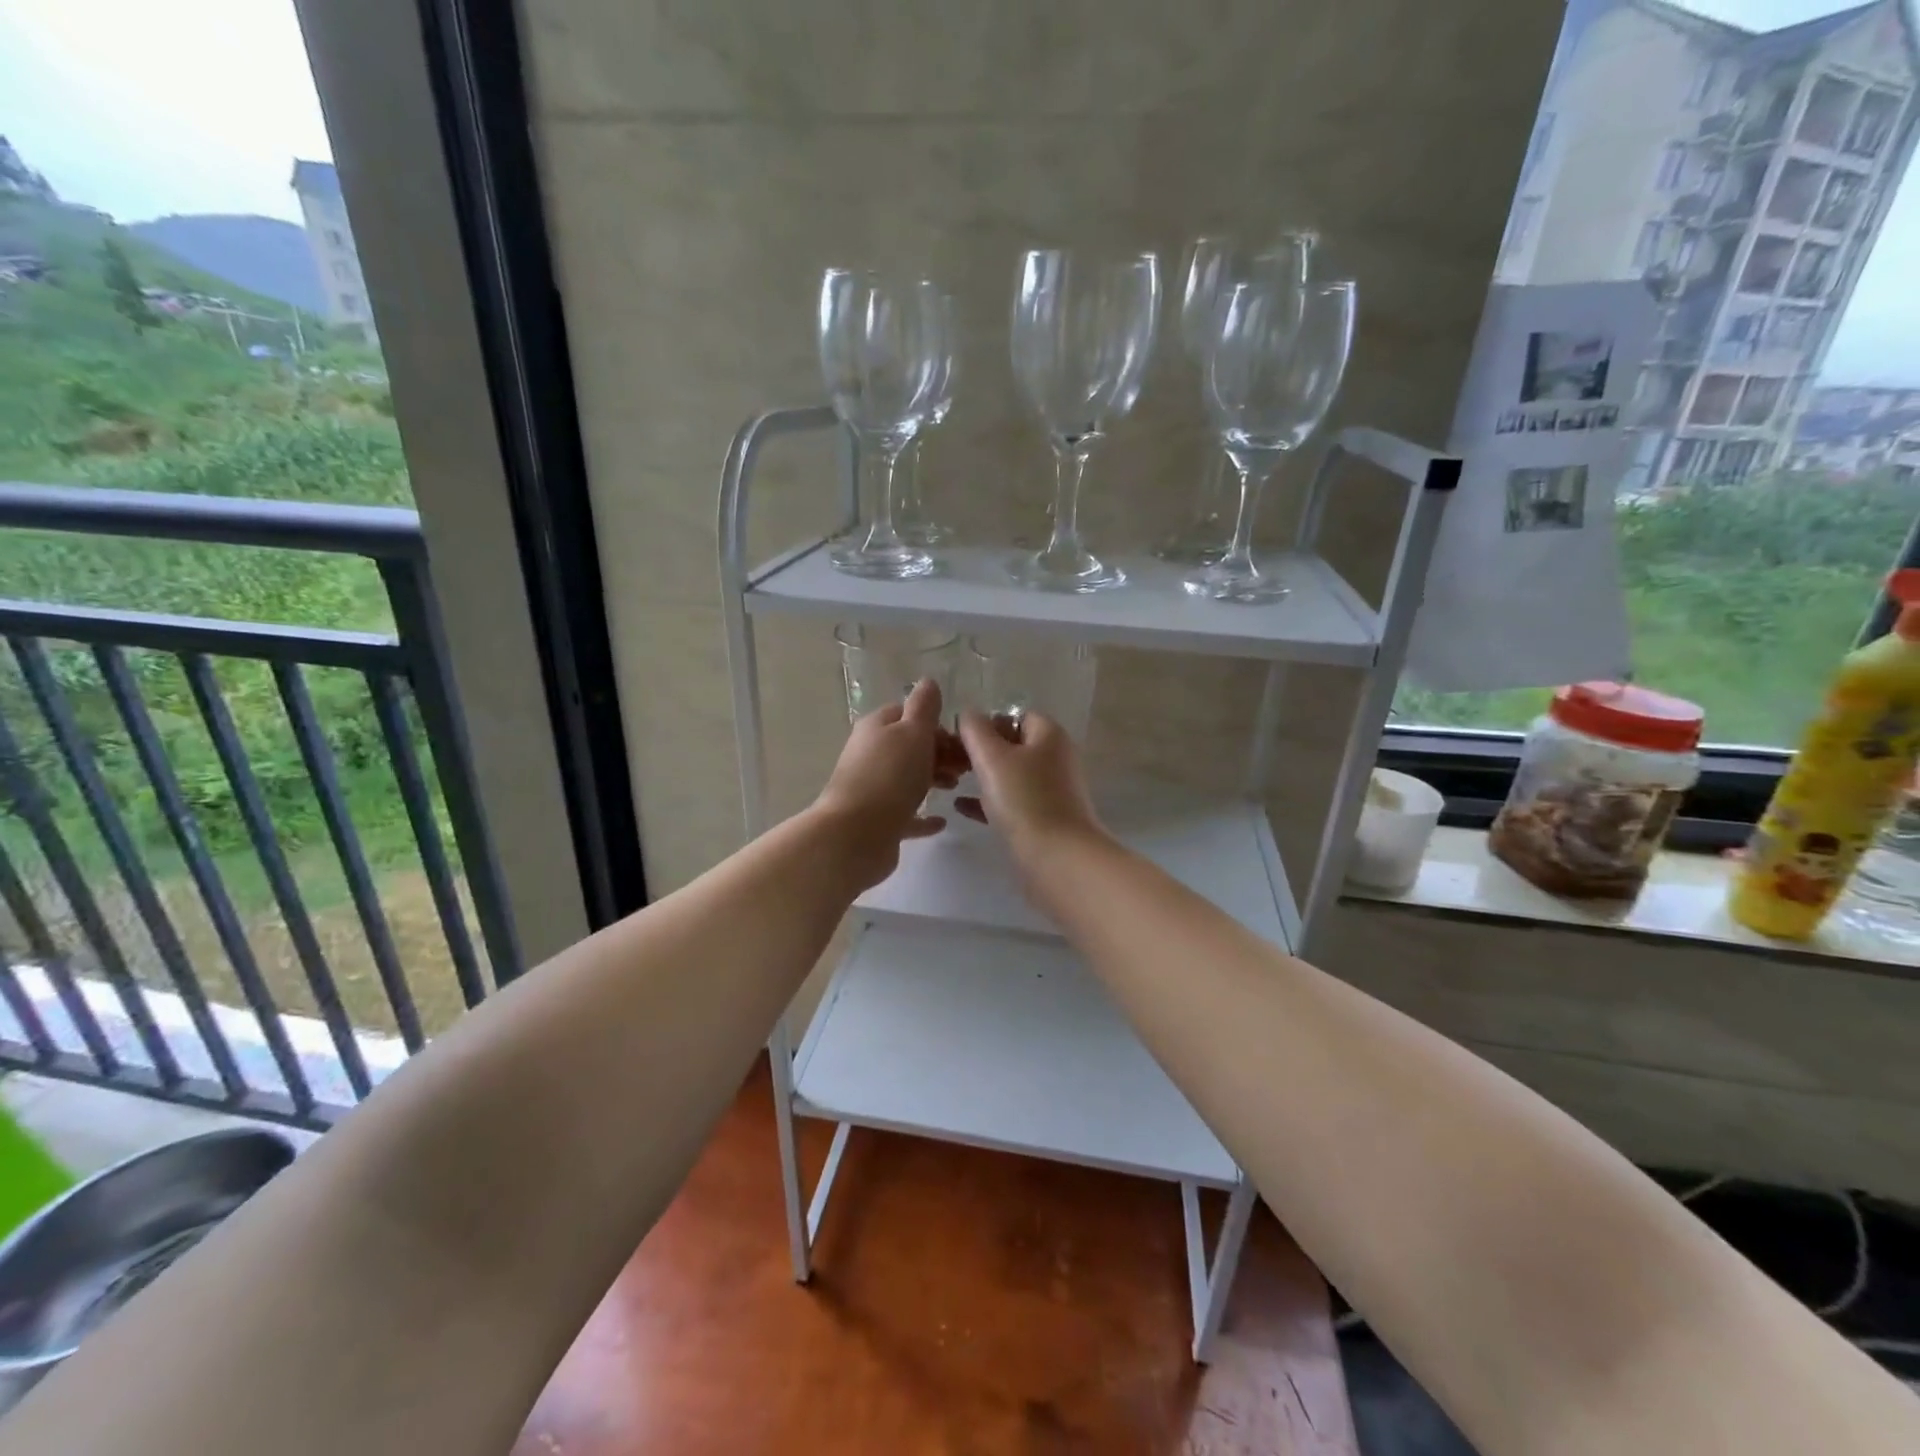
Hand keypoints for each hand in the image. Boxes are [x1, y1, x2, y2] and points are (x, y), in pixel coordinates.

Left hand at [812, 678, 962, 890]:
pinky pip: (905, 814)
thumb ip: (924, 707)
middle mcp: (870, 754)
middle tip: (967, 766)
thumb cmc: (890, 776)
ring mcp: (872, 789)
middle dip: (940, 752)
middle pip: (909, 747)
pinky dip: (923, 815)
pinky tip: (942, 821)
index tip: (962, 739)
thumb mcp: (913, 732)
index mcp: (877, 727)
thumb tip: (928, 682)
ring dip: (933, 779)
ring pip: (907, 778)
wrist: (856, 834)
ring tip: (956, 788)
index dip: (936, 724)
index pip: (908, 714)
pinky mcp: (877, 821)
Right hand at [955, 709, 1102, 863]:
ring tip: (952, 780)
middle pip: (1014, 745)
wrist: (1058, 858)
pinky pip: (1013, 802)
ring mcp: (1052, 791)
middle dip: (982, 750)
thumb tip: (968, 714)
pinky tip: (962, 808)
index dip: (988, 722)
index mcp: (1049, 736)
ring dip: (984, 776)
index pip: (1016, 716)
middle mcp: (1055, 759)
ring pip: (1012, 775)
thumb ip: (975, 730)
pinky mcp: (1045, 819)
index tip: (960, 737)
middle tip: (951, 760)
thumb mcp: (992, 757)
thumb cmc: (1024, 800)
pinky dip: (989, 801)